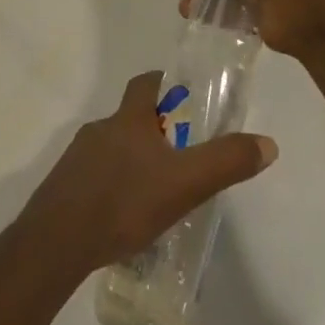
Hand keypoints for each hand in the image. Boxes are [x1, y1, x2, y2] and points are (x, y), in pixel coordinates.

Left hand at [15, 71, 277, 281]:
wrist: (57, 241)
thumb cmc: (123, 203)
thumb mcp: (185, 183)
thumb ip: (226, 162)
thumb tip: (267, 143)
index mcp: (127, 120)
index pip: (145, 84)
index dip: (166, 83)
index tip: (186, 96)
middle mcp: (99, 130)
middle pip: (131, 119)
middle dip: (157, 131)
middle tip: (184, 156)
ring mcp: (77, 158)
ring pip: (114, 149)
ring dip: (136, 161)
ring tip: (158, 191)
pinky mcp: (65, 186)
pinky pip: (97, 176)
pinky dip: (116, 185)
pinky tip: (127, 215)